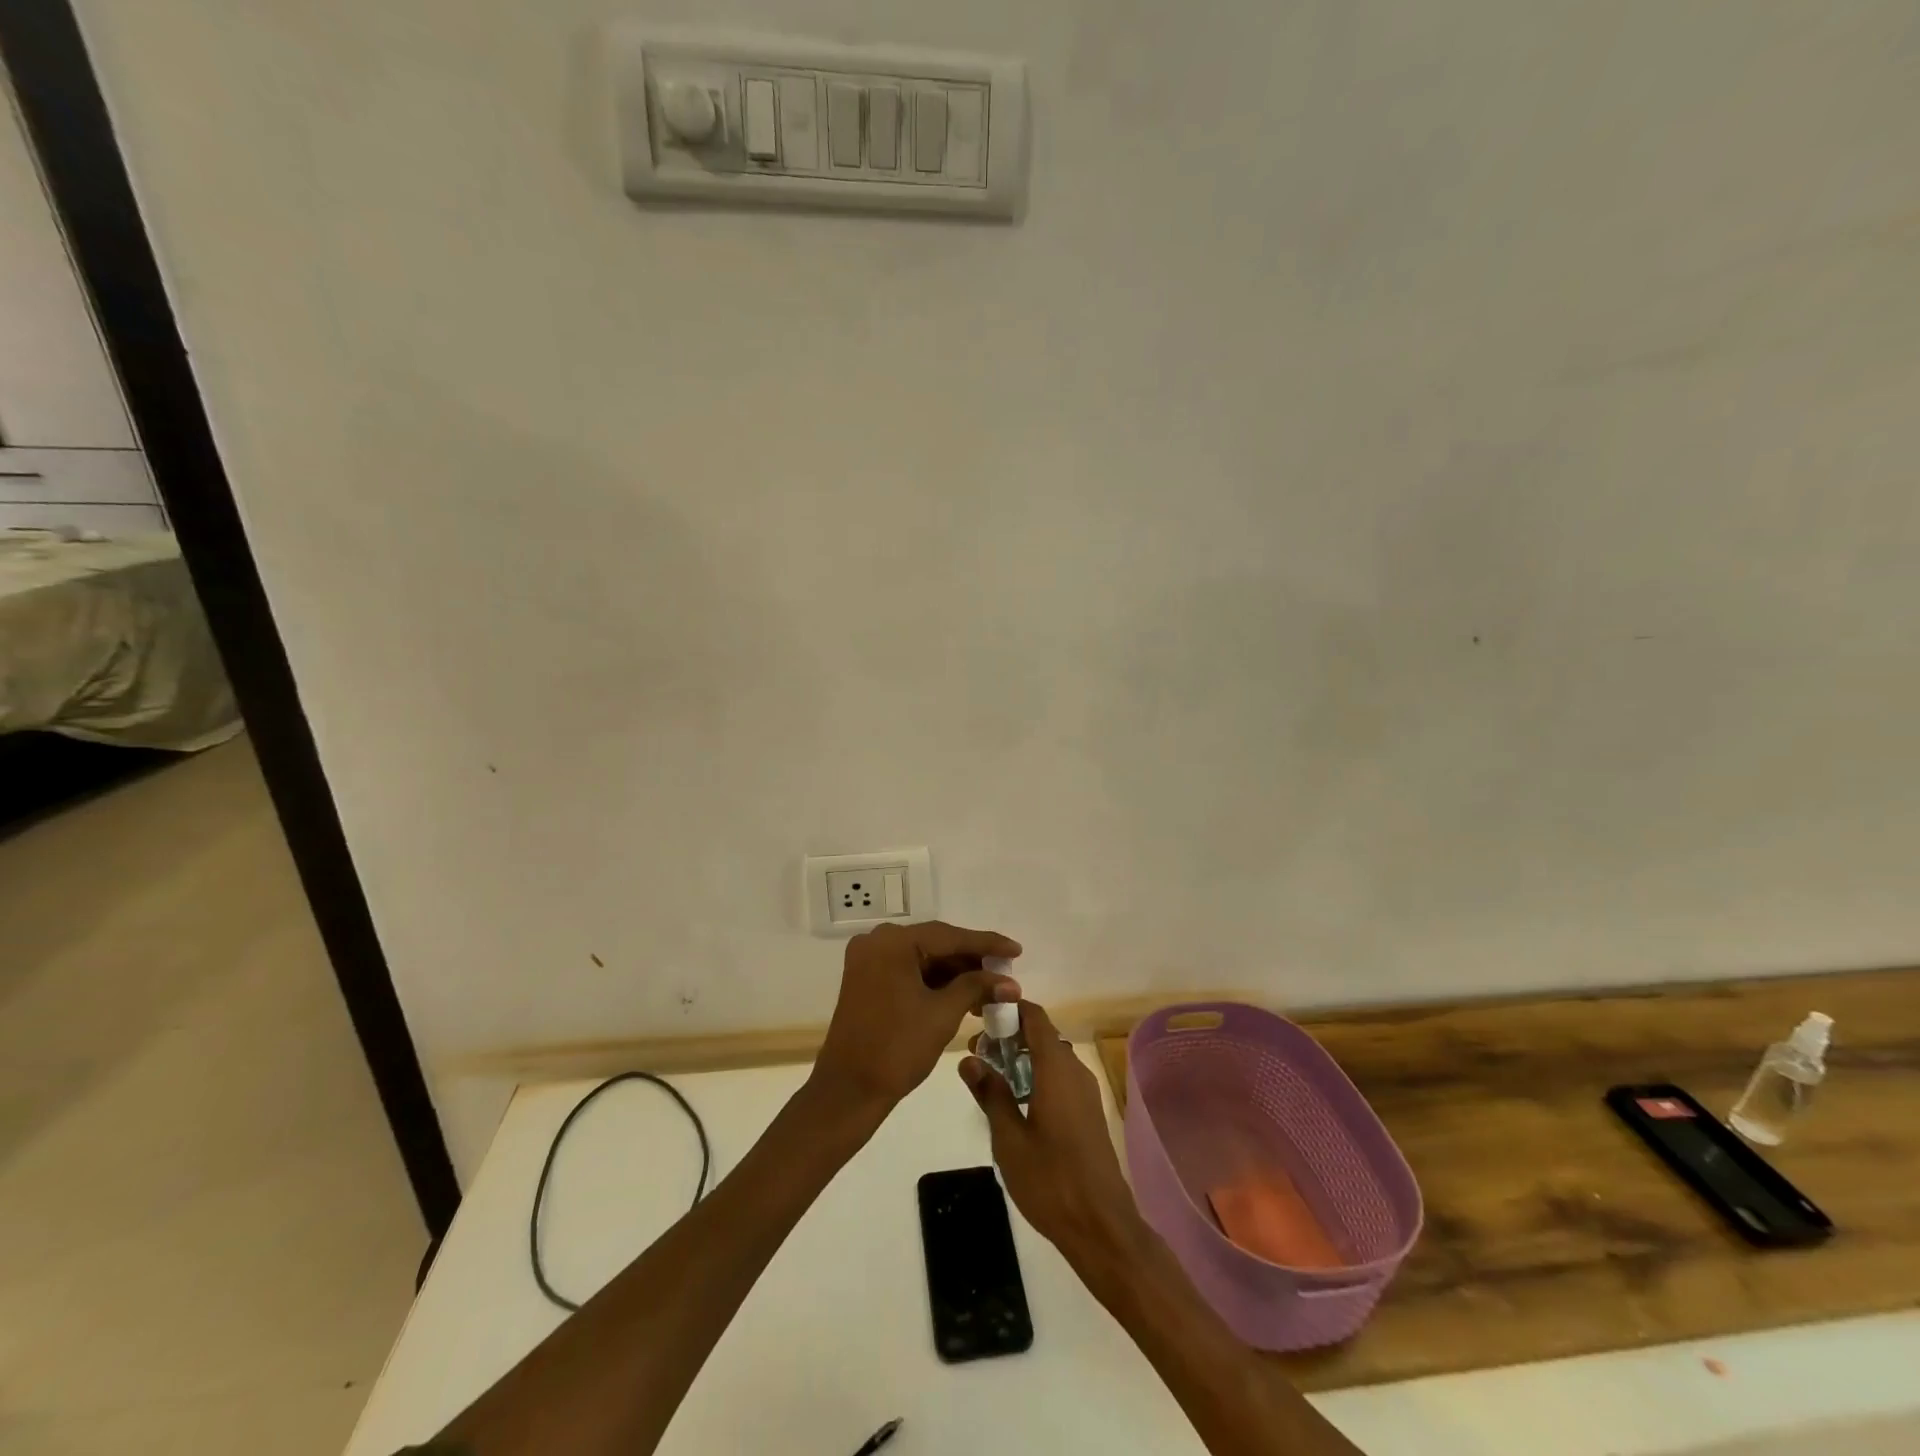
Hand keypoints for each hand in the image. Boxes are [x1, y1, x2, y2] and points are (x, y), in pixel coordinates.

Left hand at [812, 921, 1021, 1118]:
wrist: (848, 1091)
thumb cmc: (897, 1049)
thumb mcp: (942, 1014)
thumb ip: (976, 988)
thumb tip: (1010, 983)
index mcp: (892, 942)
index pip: (949, 936)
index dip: (987, 944)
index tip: (1017, 950)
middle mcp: (877, 942)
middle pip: (935, 944)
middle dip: (972, 961)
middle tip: (1006, 973)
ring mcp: (869, 961)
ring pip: (923, 958)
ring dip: (955, 973)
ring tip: (990, 990)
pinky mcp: (867, 980)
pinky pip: (909, 971)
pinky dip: (935, 982)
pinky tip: (963, 997)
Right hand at [960, 1001, 1143, 1267]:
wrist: (1102, 1226)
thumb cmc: (1050, 1180)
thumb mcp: (1008, 1138)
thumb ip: (990, 1093)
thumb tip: (969, 1060)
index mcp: (1057, 1068)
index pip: (1034, 1017)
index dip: (1008, 1008)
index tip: (980, 1015)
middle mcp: (1075, 1070)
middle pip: (1041, 1035)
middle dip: (1009, 1037)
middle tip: (976, 1054)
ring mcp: (1085, 1092)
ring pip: (1051, 1057)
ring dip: (1022, 1058)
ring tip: (990, 1076)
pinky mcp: (1088, 1112)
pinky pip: (1060, 1077)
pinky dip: (1037, 1075)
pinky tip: (1015, 1101)